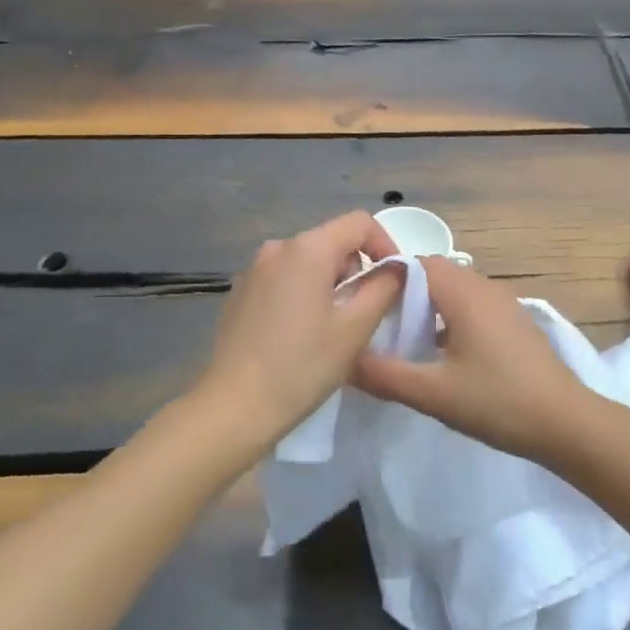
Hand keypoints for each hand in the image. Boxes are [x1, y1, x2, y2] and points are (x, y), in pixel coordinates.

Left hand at [198, 211, 404, 450]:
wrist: (233, 407)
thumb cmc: (302, 365)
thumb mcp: (355, 328)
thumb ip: (384, 288)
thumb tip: (396, 269)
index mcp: (308, 249)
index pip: (359, 222)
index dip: (385, 244)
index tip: (394, 280)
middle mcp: (278, 248)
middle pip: (333, 240)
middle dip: (356, 269)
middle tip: (364, 313)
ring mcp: (254, 269)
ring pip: (308, 261)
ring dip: (330, 283)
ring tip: (333, 327)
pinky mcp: (240, 292)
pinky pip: (285, 278)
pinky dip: (303, 293)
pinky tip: (300, 334)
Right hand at [352, 256, 591, 461]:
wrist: (565, 421)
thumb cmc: (498, 401)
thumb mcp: (433, 393)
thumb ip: (385, 375)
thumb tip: (345, 359)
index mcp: (463, 292)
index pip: (415, 263)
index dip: (386, 278)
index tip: (363, 305)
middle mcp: (484, 286)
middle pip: (434, 273)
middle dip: (404, 294)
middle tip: (379, 326)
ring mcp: (503, 302)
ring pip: (454, 290)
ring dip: (429, 307)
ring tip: (405, 341)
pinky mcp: (514, 321)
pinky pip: (472, 305)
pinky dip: (450, 318)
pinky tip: (441, 354)